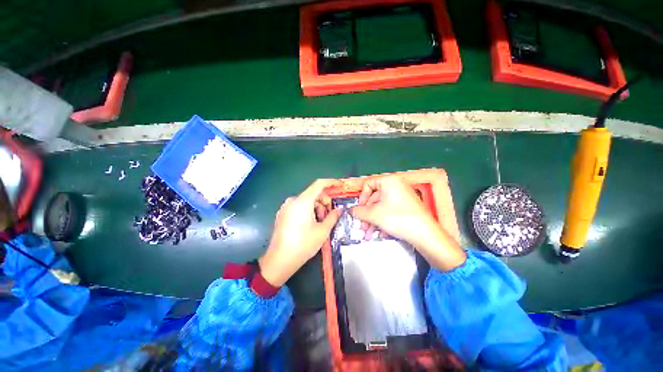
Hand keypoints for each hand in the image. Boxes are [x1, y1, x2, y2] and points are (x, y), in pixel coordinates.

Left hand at [259, 179, 342, 286]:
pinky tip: (310, 224)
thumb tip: (340, 209)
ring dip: (316, 208)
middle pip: (313, 194)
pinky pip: (299, 206)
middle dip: (324, 202)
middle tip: (329, 216)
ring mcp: (286, 207)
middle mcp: (293, 200)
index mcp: (303, 201)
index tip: (340, 186)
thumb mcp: (322, 231)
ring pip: (306, 201)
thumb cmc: (303, 245)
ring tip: (319, 223)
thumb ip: (333, 216)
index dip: (331, 183)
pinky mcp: (282, 214)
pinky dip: (308, 211)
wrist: (279, 261)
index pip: (319, 184)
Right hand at [350, 176, 465, 270]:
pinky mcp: (407, 207)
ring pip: (381, 207)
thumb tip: (351, 210)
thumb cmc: (398, 218)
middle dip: (367, 214)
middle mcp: (396, 186)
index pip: (368, 184)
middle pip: (374, 198)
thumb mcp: (374, 215)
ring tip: (369, 234)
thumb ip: (359, 211)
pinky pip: (390, 211)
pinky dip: (383, 221)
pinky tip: (381, 233)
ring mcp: (402, 196)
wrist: (425, 234)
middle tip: (362, 226)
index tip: (359, 209)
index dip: (361, 197)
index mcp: (389, 181)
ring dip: (373, 220)